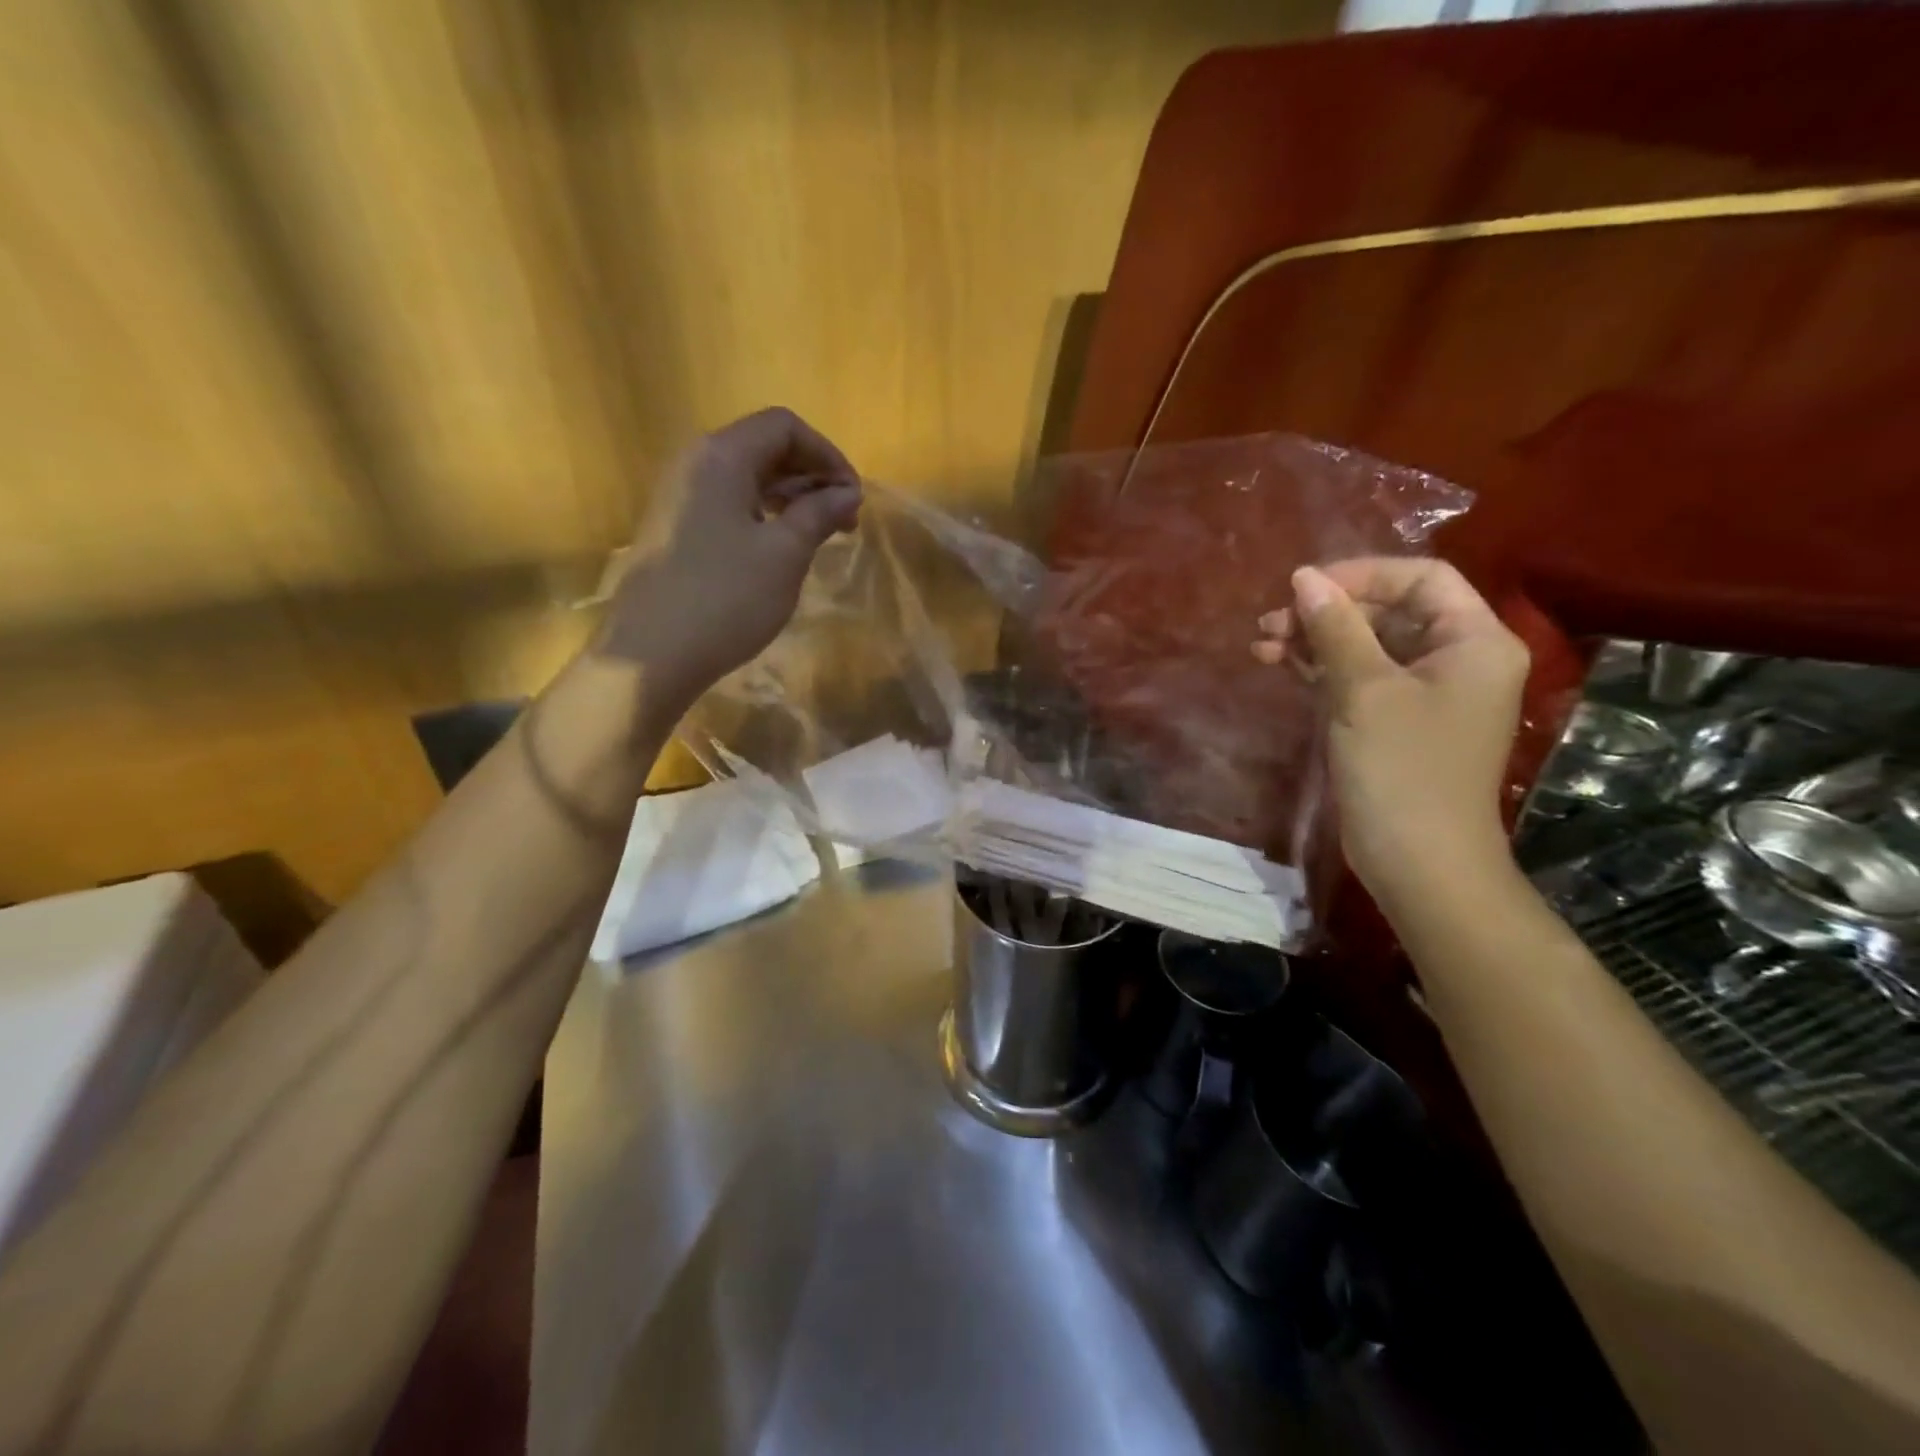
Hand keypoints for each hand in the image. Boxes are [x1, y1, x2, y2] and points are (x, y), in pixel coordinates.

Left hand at [599, 407, 861, 704]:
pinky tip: (781, 550)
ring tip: (820, 536)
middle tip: (844, 521)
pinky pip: (728, 504)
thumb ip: (819, 513)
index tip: (853, 497)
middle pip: (764, 448)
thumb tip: (847, 492)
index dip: (827, 454)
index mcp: (722, 456)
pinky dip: (764, 516)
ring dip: (790, 499)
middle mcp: (695, 463)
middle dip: (811, 476)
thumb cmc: (726, 597)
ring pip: (746, 478)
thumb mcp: (785, 554)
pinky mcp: (674, 529)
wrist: (651, 654)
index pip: (784, 426)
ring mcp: (679, 497)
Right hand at [1252, 559, 1528, 908]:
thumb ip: (1335, 628)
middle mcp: (1456, 659)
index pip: (1421, 579)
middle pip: (1388, 610)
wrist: (1418, 860)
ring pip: (1366, 644)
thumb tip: (1304, 578)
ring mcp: (1424, 692)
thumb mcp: (1364, 690)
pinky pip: (1357, 676)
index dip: (1361, 574)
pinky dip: (1320, 668)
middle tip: (1270, 622)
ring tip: (1261, 644)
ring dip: (1314, 640)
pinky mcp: (1394, 720)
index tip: (1302, 587)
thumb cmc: (1401, 768)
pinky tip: (1278, 663)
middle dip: (1327, 611)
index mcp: (1473, 641)